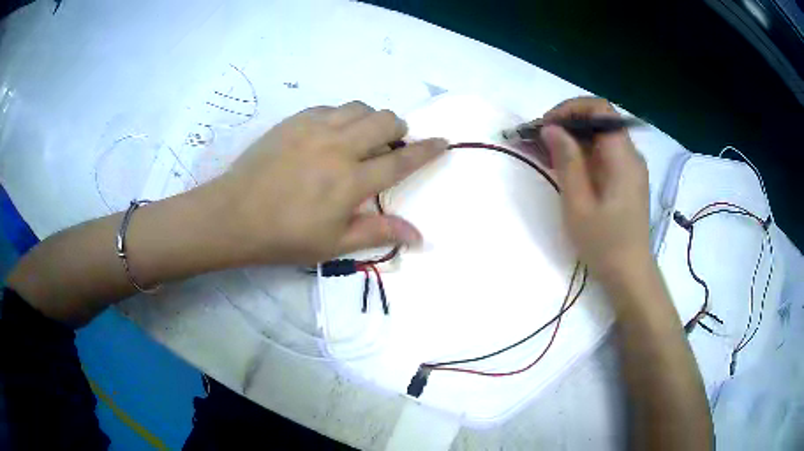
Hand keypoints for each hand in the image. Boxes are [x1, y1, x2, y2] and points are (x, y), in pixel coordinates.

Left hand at [217, 101, 446, 264]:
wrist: (233, 215)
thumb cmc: (284, 237)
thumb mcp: (334, 243)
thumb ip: (378, 232)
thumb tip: (420, 236)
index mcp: (351, 181)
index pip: (401, 160)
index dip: (427, 150)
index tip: (443, 141)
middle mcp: (338, 146)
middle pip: (385, 121)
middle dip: (398, 129)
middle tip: (390, 145)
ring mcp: (315, 128)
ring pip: (360, 107)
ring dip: (370, 119)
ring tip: (360, 138)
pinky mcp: (295, 120)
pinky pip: (331, 107)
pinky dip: (342, 116)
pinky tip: (331, 134)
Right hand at [540, 97, 650, 283]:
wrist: (630, 274)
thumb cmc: (605, 243)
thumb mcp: (579, 204)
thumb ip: (567, 161)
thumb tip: (551, 128)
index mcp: (622, 157)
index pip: (599, 109)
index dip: (570, 109)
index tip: (546, 126)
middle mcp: (630, 155)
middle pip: (598, 120)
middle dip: (566, 123)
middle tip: (538, 139)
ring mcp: (630, 167)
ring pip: (599, 136)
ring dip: (572, 138)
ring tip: (544, 153)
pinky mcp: (627, 178)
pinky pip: (603, 153)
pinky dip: (582, 153)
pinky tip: (563, 167)